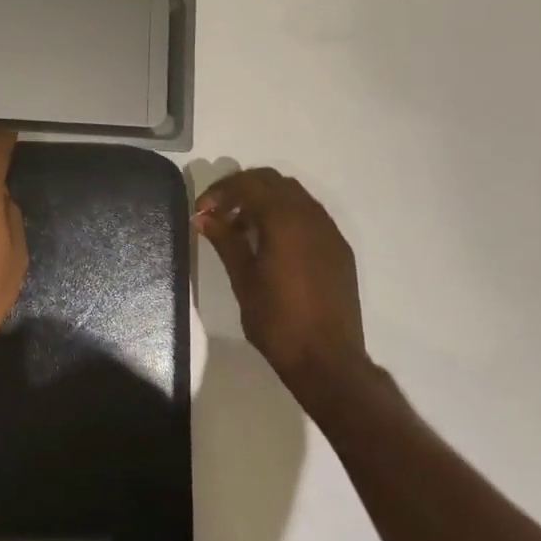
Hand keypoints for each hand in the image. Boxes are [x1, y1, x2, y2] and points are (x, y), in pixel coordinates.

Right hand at [194, 168, 370, 404]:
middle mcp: (311, 216)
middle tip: (218, 213)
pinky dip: (285, 216)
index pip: (248, 184)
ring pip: (294, 196)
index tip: (201, 210)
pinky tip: (270, 245)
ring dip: (264, 202)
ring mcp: (329, 232)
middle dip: (242, 189)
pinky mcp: (339, 249)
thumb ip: (225, 240)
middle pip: (273, 181)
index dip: (220, 191)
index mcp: (284, 220)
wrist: (327, 359)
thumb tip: (204, 217)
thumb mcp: (243, 278)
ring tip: (241, 229)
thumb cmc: (277, 320)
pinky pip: (309, 216)